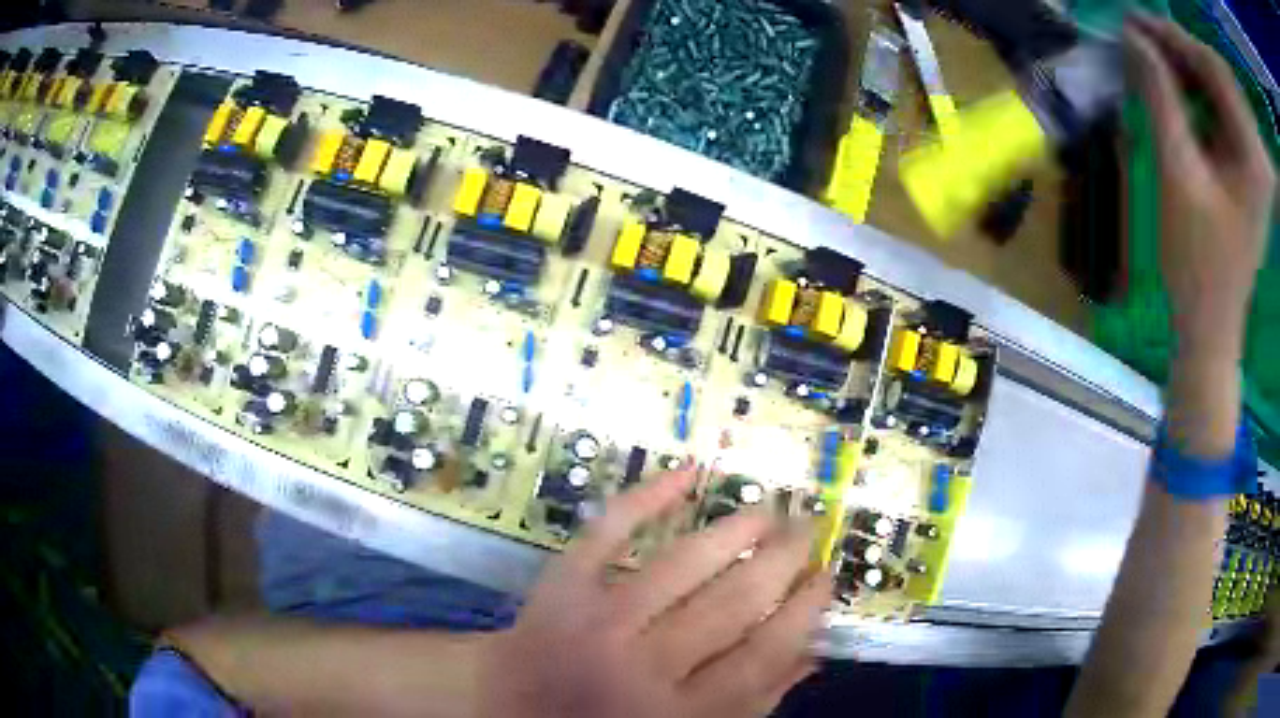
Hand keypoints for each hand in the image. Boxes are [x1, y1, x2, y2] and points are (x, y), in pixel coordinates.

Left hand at [478, 464, 829, 717]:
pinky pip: (608, 530)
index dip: (803, 610)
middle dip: (781, 560)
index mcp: (680, 712)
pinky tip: (688, 470)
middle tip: (808, 529)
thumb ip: (751, 705)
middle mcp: (645, 665)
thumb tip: (813, 653)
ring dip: (736, 530)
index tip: (827, 574)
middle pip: (732, 604)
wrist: (512, 704)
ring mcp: (599, 619)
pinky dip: (647, 495)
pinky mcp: (561, 583)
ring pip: (683, 564)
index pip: (762, 655)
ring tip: (770, 508)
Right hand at [1123, 13, 1274, 356]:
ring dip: (1186, 68)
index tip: (1132, 20)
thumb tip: (1134, 39)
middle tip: (1140, 41)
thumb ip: (1161, 100)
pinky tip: (1175, 90)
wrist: (1213, 321)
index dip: (1172, 36)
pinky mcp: (1246, 165)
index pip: (1212, 68)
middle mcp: (1256, 152)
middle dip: (1180, 49)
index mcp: (1252, 155)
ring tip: (1152, 63)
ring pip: (1218, 87)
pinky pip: (1220, 109)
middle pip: (1217, 73)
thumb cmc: (1198, 263)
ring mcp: (1252, 159)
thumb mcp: (1178, 176)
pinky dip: (1196, 91)